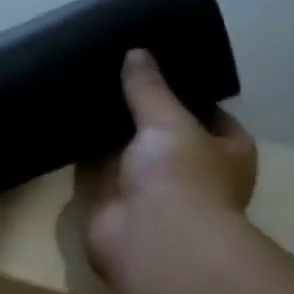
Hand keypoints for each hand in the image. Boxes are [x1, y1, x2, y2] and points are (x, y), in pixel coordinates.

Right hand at [75, 49, 257, 293]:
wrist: (148, 240)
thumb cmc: (181, 177)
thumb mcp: (170, 120)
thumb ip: (150, 88)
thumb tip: (136, 53)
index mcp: (225, 153)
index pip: (210, 115)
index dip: (188, 92)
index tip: (160, 65)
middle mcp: (189, 174)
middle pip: (163, 134)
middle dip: (141, 111)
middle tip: (117, 72)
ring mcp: (147, 192)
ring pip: (126, 153)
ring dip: (110, 133)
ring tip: (89, 87)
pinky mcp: (109, 205)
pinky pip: (94, 171)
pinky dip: (82, 153)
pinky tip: (68, 120)